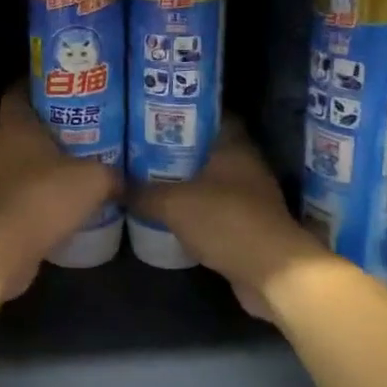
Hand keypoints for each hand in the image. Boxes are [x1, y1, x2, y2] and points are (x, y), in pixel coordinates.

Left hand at [0, 90, 119, 298]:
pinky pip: (19, 192)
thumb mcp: (93, 180)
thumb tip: (125, 179)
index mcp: (16, 126)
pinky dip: (38, 194)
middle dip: (50, 127)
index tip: (63, 86)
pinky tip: (63, 203)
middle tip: (84, 126)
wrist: (2, 251)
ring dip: (44, 164)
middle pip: (23, 127)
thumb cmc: (45, 198)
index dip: (38, 85)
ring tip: (78, 165)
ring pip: (21, 161)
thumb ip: (112, 174)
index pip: (18, 92)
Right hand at [133, 119, 321, 319]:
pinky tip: (170, 215)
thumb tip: (115, 186)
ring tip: (149, 180)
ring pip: (211, 181)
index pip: (211, 115)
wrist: (272, 272)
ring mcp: (251, 197)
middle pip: (208, 149)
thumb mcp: (174, 204)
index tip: (156, 116)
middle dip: (178, 149)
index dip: (184, 113)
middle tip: (143, 148)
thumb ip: (144, 193)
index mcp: (234, 146)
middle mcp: (246, 165)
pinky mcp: (249, 226)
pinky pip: (215, 209)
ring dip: (186, 182)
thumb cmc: (225, 221)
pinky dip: (196, 210)